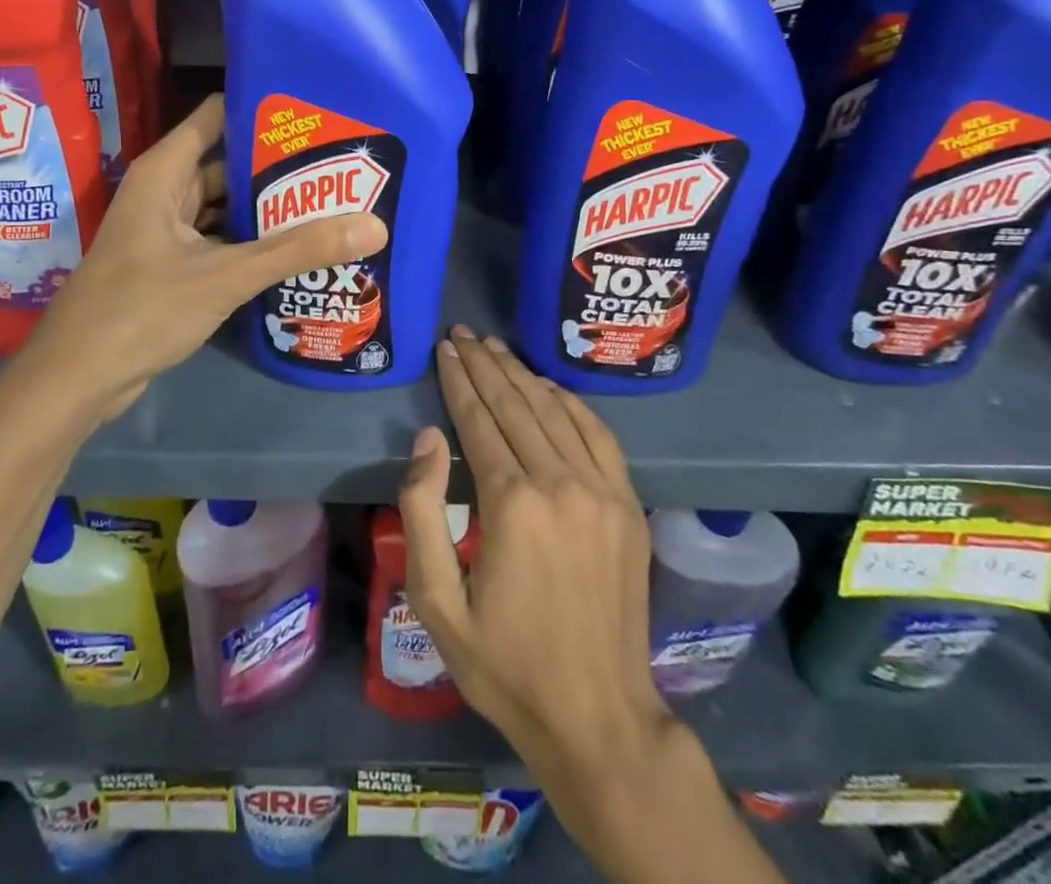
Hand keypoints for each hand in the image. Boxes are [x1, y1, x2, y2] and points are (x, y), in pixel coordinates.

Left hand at [22, 95, 387, 417]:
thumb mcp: (225, 275)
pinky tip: (296, 251)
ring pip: (226, 208)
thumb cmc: (141, 310)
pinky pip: (220, 241)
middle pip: (228, 163)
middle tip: (341, 164)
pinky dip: (252, 243)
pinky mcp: (173, 266)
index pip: (218, 116)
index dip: (263, 109)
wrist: (77, 380)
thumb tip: (374, 225)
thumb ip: (297, 250)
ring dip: (269, 210)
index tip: (318, 111)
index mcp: (165, 172)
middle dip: (280, 166)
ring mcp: (167, 231)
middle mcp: (165, 192)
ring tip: (331, 203)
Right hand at [400, 328, 665, 768]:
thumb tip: (428, 439)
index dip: (458, 380)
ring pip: (555, 411)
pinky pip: (598, 435)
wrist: (598, 718)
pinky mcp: (628, 506)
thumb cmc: (504, 663)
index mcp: (512, 503)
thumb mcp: (436, 601)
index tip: (444, 348)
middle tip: (463, 334)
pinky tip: (549, 387)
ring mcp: (602, 492)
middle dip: (485, 364)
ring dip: (522, 374)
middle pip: (516, 404)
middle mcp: (560, 483)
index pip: (478, 420)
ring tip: (495, 348)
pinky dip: (570, 403)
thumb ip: (422, 511)